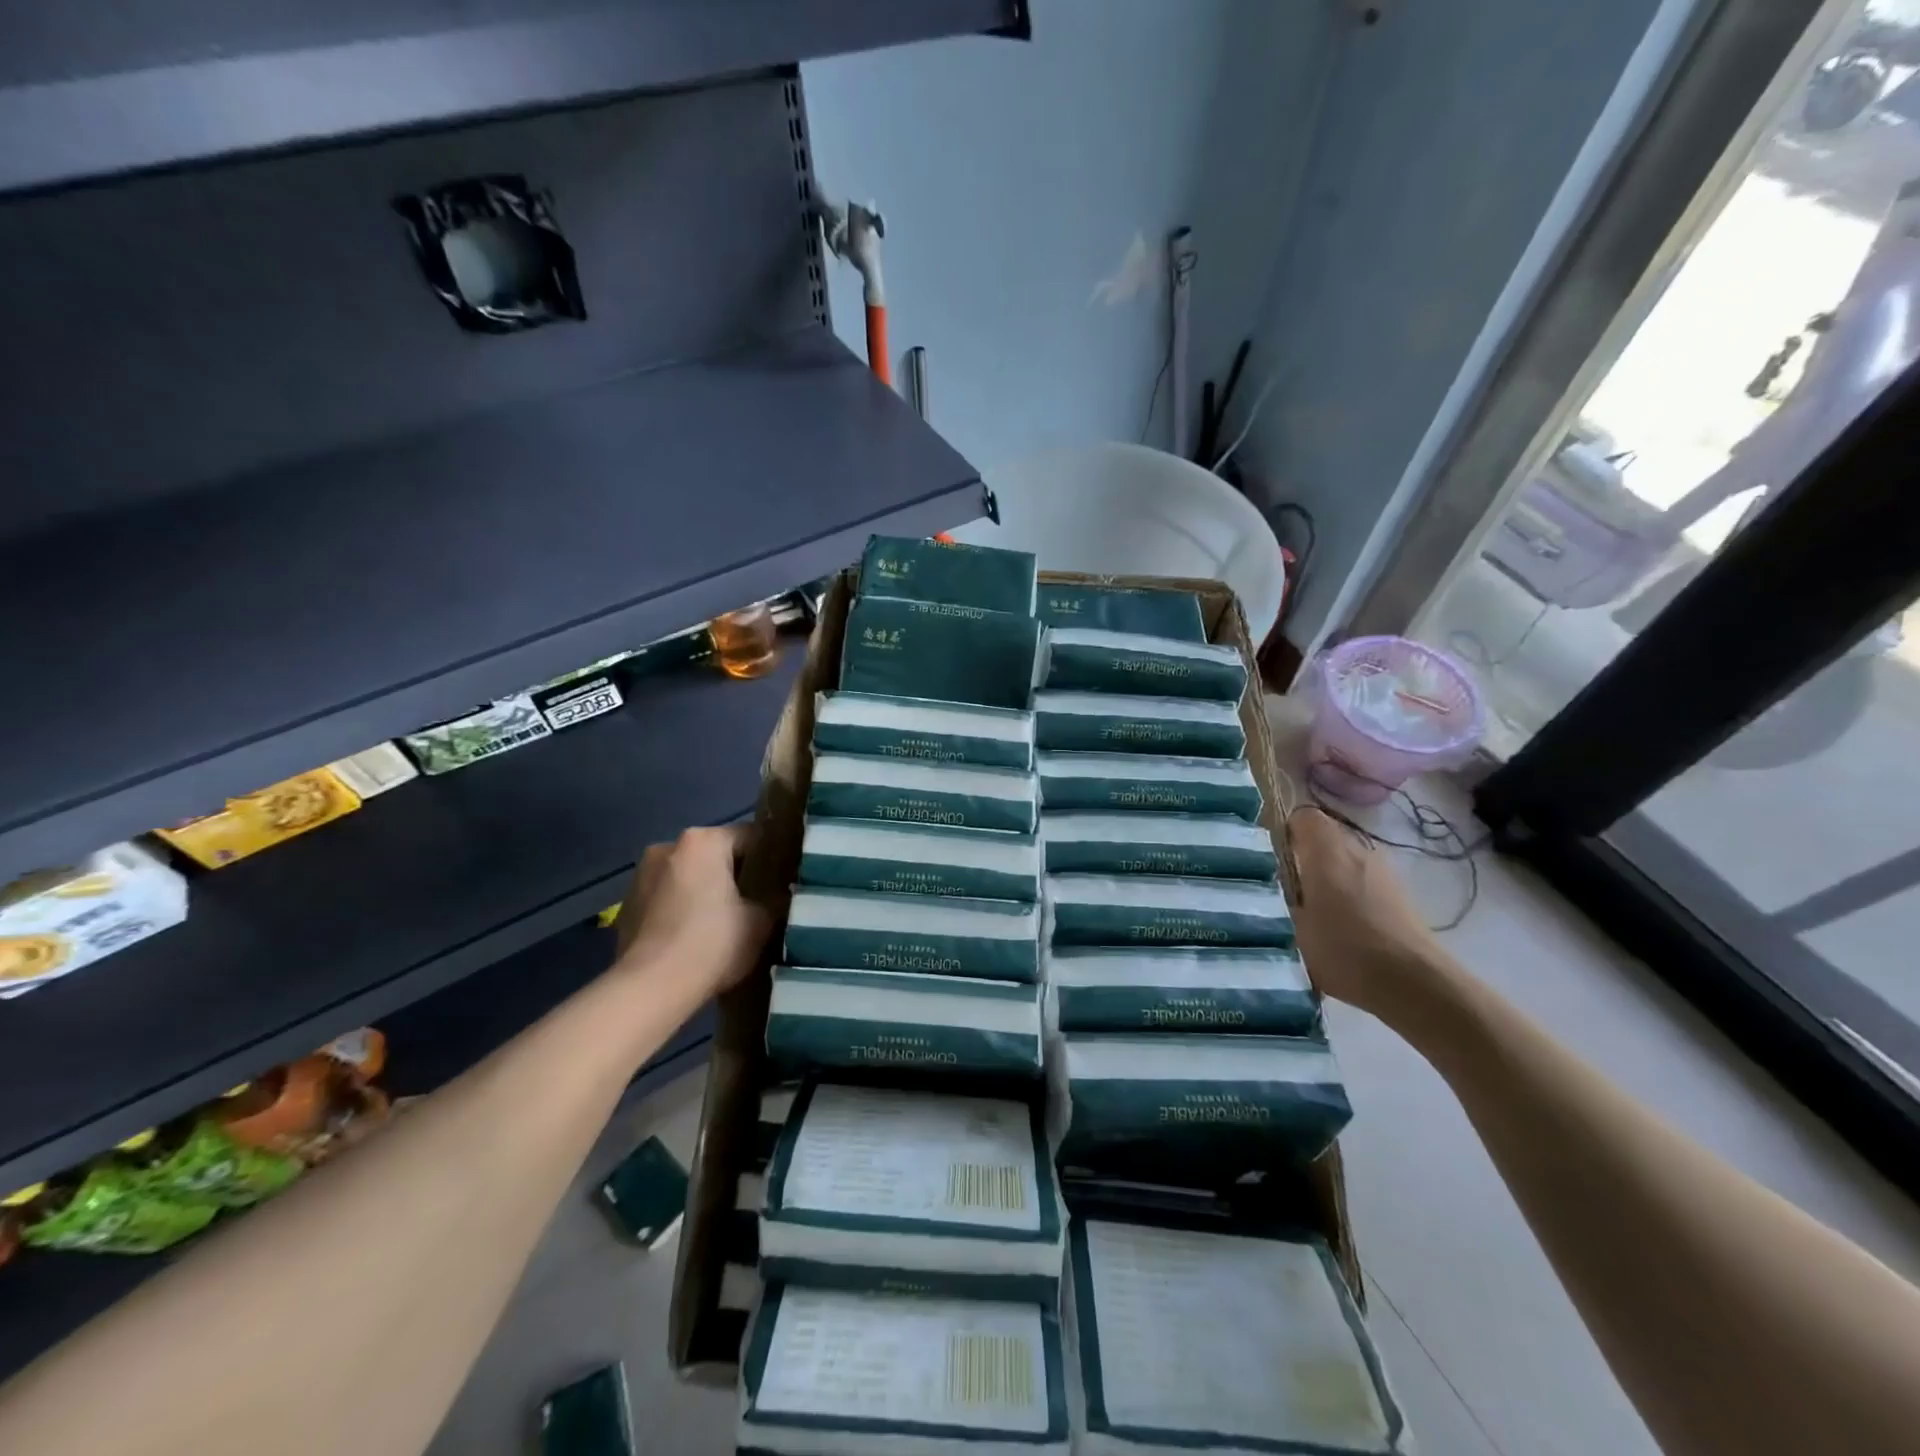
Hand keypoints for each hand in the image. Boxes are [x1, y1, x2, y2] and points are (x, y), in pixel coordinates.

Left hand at [613, 825, 772, 997]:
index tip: (782, 880)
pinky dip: (681, 909)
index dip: (770, 857)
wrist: (649, 989)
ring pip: (688, 875)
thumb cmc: (712, 943)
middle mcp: (668, 846)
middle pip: (714, 854)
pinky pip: (666, 897)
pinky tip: (693, 937)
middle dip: (734, 874)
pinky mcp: (627, 904)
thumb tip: (780, 894)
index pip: (749, 836)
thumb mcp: (761, 922)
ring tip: (724, 923)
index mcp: (703, 841)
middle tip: (756, 902)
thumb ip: (774, 899)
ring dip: (705, 891)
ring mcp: (641, 875)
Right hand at [1287, 807, 1445, 1014]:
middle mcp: (1357, 850)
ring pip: (1345, 859)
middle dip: (1304, 854)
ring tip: (1312, 908)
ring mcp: (1383, 871)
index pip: (1303, 816)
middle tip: (1283, 886)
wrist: (1414, 983)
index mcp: (1327, 851)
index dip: (1285, 831)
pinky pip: (1363, 879)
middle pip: (1325, 836)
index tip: (1271, 856)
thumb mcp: (1292, 926)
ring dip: (1328, 875)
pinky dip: (1349, 892)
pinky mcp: (1398, 894)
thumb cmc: (1344, 949)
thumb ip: (1276, 897)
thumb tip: (1265, 885)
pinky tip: (1341, 924)